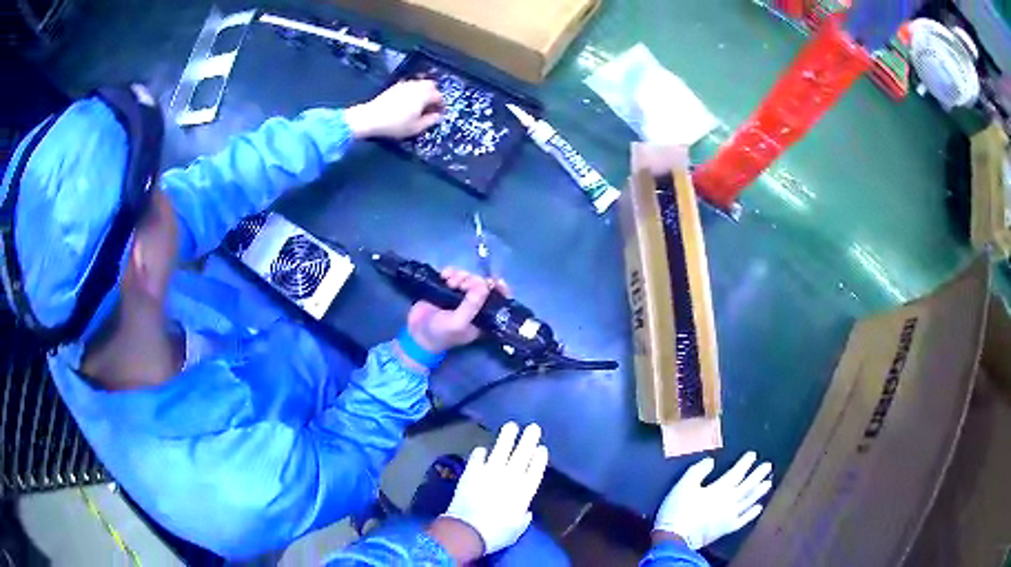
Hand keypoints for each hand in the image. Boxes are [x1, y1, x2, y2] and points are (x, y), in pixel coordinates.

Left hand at [344, 80, 443, 138]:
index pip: (439, 96)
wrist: (370, 117)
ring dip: (423, 91)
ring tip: (420, 103)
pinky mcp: (395, 86)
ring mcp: (405, 84)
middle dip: (434, 94)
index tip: (439, 113)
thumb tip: (437, 115)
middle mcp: (416, 86)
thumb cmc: (395, 124)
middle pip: (431, 85)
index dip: (441, 105)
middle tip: (431, 106)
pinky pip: (410, 84)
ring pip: (420, 83)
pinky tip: (408, 101)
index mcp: (424, 95)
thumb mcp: (415, 128)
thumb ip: (430, 120)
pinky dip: (413, 90)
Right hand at [405, 268, 509, 354]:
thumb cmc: (440, 334)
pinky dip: (451, 272)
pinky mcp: (446, 289)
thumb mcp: (458, 323)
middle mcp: (474, 305)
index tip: (494, 280)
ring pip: (468, 278)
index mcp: (482, 317)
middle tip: (462, 284)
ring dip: (461, 276)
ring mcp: (460, 296)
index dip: (500, 289)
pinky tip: (444, 275)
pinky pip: (454, 275)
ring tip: (449, 281)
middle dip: (473, 281)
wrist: (416, 334)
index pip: (498, 301)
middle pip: (482, 285)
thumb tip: (484, 284)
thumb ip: (472, 305)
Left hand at [441, 422, 548, 555]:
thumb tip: (524, 512)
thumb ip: (522, 518)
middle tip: (533, 427)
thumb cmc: (496, 534)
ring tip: (511, 426)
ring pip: (501, 449)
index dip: (539, 458)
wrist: (467, 530)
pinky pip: (478, 457)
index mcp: (524, 492)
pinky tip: (482, 449)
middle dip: (528, 440)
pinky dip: (481, 452)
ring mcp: (490, 472)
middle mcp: (510, 477)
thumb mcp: (516, 530)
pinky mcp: (471, 472)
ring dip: (507, 437)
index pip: (536, 470)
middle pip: (522, 454)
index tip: (541, 448)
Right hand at [653, 451, 771, 549]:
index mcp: (720, 488)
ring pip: (749, 500)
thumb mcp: (683, 486)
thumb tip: (710, 461)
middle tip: (768, 466)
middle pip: (748, 485)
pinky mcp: (727, 528)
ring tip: (768, 483)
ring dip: (759, 491)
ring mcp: (731, 515)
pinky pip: (744, 519)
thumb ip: (698, 471)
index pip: (737, 472)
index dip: (746, 463)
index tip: (753, 455)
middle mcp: (730, 500)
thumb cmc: (678, 510)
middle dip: (758, 474)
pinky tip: (758, 508)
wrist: (676, 539)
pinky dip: (752, 513)